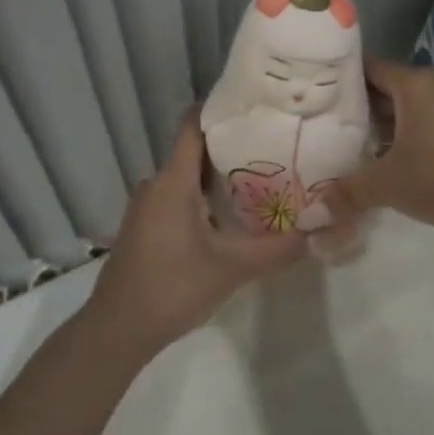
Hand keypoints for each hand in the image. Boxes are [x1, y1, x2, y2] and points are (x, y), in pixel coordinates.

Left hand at [85, 111, 307, 354]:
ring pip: (187, 176)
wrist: (117, 330)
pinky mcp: (146, 226)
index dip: (220, 109)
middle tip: (274, 144)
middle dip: (232, 145)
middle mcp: (156, 185)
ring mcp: (148, 206)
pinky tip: (232, 214)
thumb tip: (316, 233)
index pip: (193, 125)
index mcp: (172, 182)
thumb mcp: (230, 269)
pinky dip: (204, 196)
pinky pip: (178, 196)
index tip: (255, 104)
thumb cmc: (171, 288)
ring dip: (219, 174)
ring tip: (262, 175)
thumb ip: (275, 250)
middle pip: (196, 150)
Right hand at [325, 59, 433, 238]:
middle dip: (358, 109)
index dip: (340, 79)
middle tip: (324, 126)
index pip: (367, 67)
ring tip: (350, 149)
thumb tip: (312, 212)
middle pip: (386, 90)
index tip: (314, 94)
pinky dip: (406, 142)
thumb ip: (348, 192)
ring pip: (408, 113)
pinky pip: (427, 130)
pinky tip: (389, 167)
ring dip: (383, 130)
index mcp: (413, 84)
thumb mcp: (388, 184)